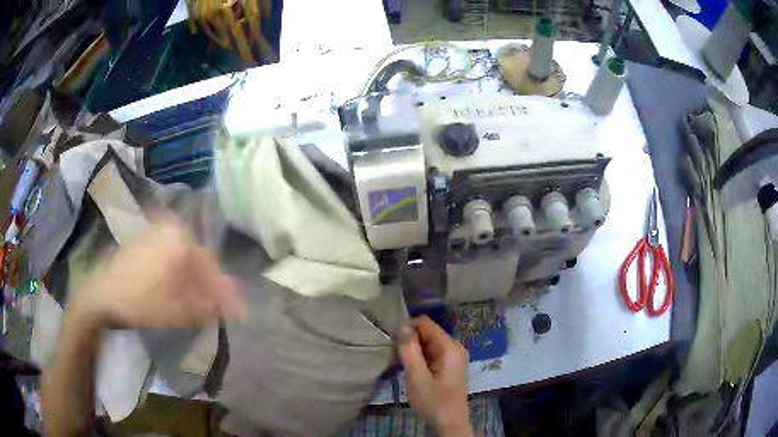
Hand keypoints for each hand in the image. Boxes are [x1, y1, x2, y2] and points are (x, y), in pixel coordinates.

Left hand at [70, 218, 244, 328]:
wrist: (102, 296)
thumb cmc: (141, 302)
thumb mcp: (178, 310)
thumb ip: (208, 307)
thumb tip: (235, 309)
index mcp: (180, 241)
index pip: (211, 266)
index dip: (224, 291)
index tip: (235, 310)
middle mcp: (169, 229)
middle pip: (197, 258)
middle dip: (207, 283)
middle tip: (215, 305)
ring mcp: (153, 233)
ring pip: (182, 256)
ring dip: (192, 279)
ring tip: (196, 301)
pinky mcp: (141, 241)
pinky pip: (167, 255)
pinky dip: (175, 272)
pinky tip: (175, 288)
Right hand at [398, 316, 472, 436]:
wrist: (449, 424)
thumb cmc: (434, 402)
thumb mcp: (418, 378)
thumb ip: (410, 351)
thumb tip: (401, 325)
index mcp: (450, 347)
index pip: (425, 323)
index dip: (406, 327)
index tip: (390, 340)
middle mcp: (454, 347)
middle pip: (427, 332)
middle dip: (409, 339)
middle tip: (393, 354)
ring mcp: (453, 356)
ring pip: (428, 343)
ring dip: (412, 349)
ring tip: (398, 361)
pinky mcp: (449, 366)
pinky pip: (431, 353)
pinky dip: (419, 357)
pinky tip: (409, 368)